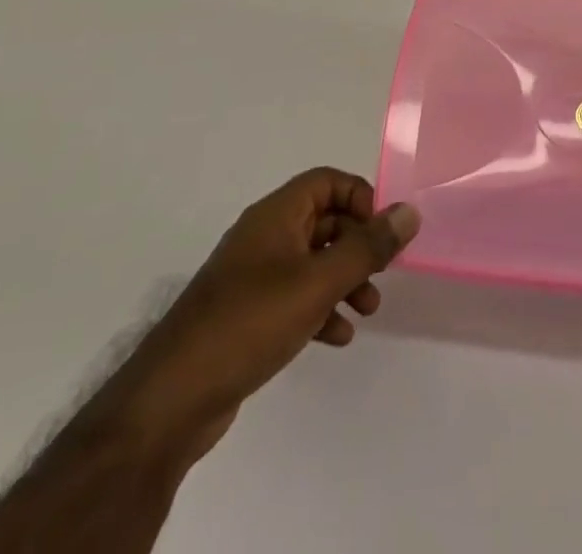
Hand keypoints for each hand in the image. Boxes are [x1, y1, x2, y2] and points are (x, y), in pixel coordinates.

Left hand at [105, 168, 419, 468]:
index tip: (381, 233)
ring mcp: (253, 277)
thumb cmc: (250, 323)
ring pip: (313, 262)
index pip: (327, 181)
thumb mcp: (318, 282)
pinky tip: (337, 337)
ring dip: (344, 279)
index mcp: (276, 215)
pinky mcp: (247, 315)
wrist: (171, 401)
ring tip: (367, 310)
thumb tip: (410, 211)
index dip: (359, 198)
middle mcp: (264, 237)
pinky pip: (295, 297)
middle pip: (324, 221)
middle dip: (358, 245)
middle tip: (382, 274)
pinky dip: (321, 308)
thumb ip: (368, 246)